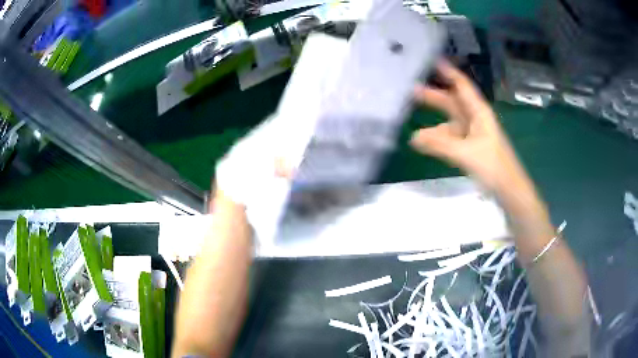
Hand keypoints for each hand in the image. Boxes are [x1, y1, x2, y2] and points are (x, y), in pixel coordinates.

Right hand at [410, 62, 526, 192]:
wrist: (508, 189)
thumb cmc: (492, 166)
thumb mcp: (465, 153)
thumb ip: (439, 145)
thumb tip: (413, 138)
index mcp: (478, 112)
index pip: (462, 86)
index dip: (448, 72)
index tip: (433, 61)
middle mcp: (475, 119)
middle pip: (452, 102)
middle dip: (433, 97)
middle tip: (411, 91)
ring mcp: (473, 134)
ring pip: (450, 123)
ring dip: (433, 126)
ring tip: (414, 133)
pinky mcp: (471, 148)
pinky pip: (451, 139)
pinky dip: (439, 141)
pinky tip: (427, 146)